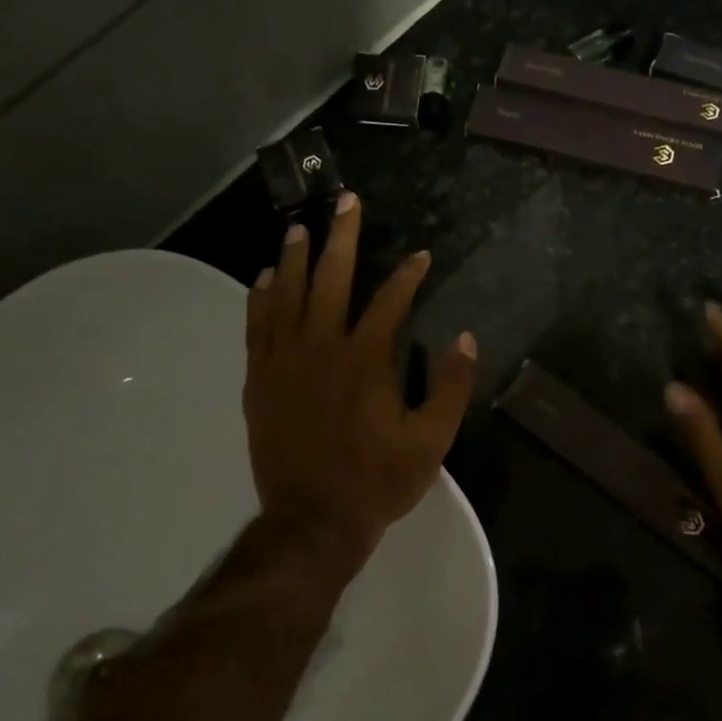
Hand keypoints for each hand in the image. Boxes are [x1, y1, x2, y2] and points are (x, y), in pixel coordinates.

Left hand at [244, 193, 476, 575]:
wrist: (314, 519)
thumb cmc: (378, 480)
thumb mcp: (432, 441)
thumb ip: (451, 388)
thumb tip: (465, 340)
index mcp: (366, 360)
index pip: (390, 301)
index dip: (409, 275)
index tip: (422, 256)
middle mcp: (321, 348)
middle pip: (331, 279)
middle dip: (342, 237)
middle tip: (347, 201)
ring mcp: (284, 362)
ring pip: (286, 295)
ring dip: (295, 257)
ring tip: (300, 228)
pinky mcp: (260, 380)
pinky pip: (256, 327)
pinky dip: (260, 298)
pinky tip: (264, 277)